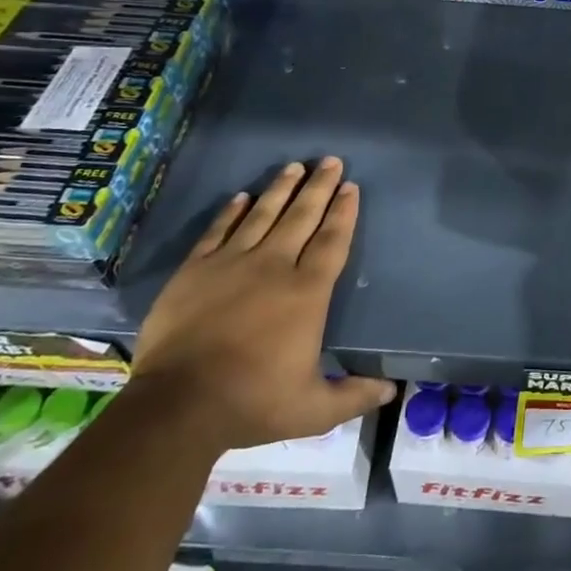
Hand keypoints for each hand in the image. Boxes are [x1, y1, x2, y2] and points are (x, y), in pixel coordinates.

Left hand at [129, 157, 395, 453]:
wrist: (178, 406)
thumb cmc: (253, 403)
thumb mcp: (313, 409)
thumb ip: (354, 396)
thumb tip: (391, 392)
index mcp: (307, 292)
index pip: (331, 241)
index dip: (344, 212)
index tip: (351, 187)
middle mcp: (274, 267)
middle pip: (302, 217)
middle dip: (319, 187)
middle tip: (331, 160)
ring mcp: (231, 264)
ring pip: (263, 215)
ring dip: (281, 189)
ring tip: (294, 166)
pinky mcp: (195, 271)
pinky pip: (218, 231)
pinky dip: (232, 212)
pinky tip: (242, 196)